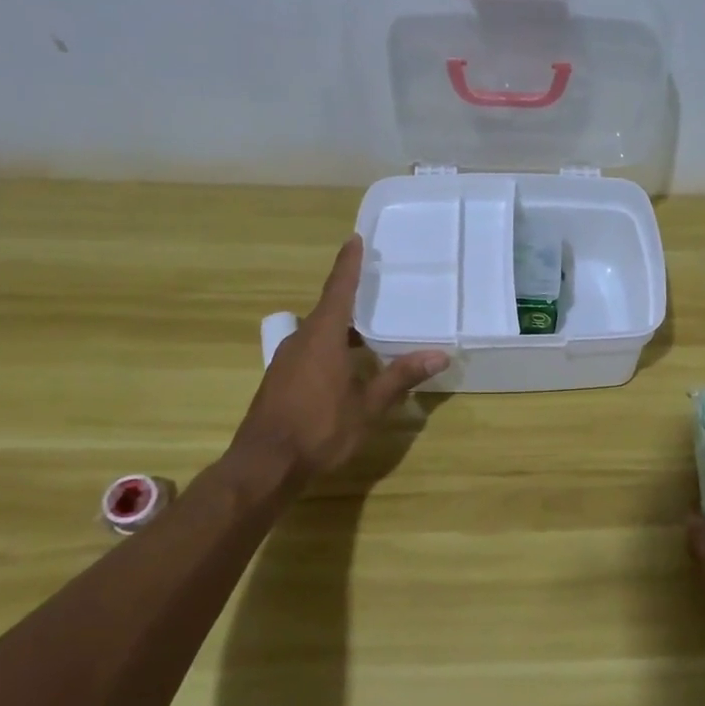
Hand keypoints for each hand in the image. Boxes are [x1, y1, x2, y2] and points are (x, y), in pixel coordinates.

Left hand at [220, 236, 448, 492]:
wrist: (264, 466)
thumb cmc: (319, 430)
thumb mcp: (368, 406)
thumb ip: (401, 377)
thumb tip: (440, 354)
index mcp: (323, 337)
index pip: (339, 290)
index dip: (348, 264)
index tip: (354, 240)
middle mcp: (301, 341)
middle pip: (328, 310)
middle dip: (350, 297)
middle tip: (375, 288)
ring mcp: (286, 361)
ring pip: (318, 333)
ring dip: (341, 327)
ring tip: (368, 329)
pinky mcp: (280, 380)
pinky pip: (310, 350)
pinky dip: (330, 347)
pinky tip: (346, 366)